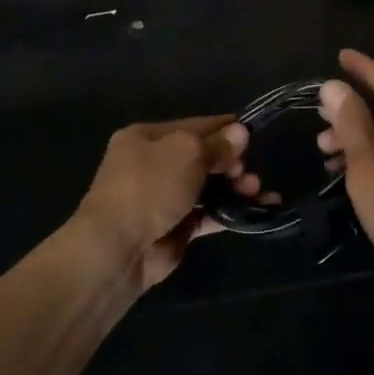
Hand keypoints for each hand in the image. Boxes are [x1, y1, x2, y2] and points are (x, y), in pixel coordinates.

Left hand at [75, 117, 250, 290]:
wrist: (117, 249)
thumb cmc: (149, 186)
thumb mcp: (186, 153)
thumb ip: (217, 144)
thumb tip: (241, 131)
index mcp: (147, 137)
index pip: (194, 125)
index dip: (224, 128)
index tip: (254, 133)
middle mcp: (152, 164)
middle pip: (202, 156)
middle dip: (230, 161)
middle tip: (250, 171)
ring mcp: (163, 198)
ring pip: (206, 186)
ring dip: (234, 186)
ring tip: (256, 190)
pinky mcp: (174, 228)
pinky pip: (207, 214)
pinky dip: (229, 211)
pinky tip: (254, 210)